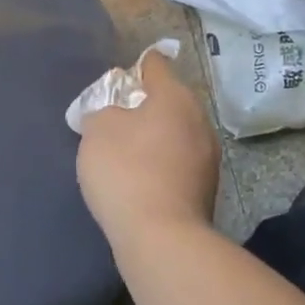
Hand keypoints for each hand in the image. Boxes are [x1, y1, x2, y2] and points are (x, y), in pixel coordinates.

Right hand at [76, 48, 221, 256]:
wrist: (161, 239)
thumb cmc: (126, 170)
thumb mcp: (97, 129)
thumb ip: (103, 109)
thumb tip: (115, 114)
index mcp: (175, 97)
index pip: (155, 64)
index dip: (134, 67)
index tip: (117, 79)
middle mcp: (199, 120)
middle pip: (168, 100)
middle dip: (143, 106)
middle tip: (114, 118)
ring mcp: (208, 157)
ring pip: (175, 132)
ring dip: (153, 136)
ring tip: (125, 152)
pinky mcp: (207, 189)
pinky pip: (178, 162)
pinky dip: (161, 163)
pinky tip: (140, 179)